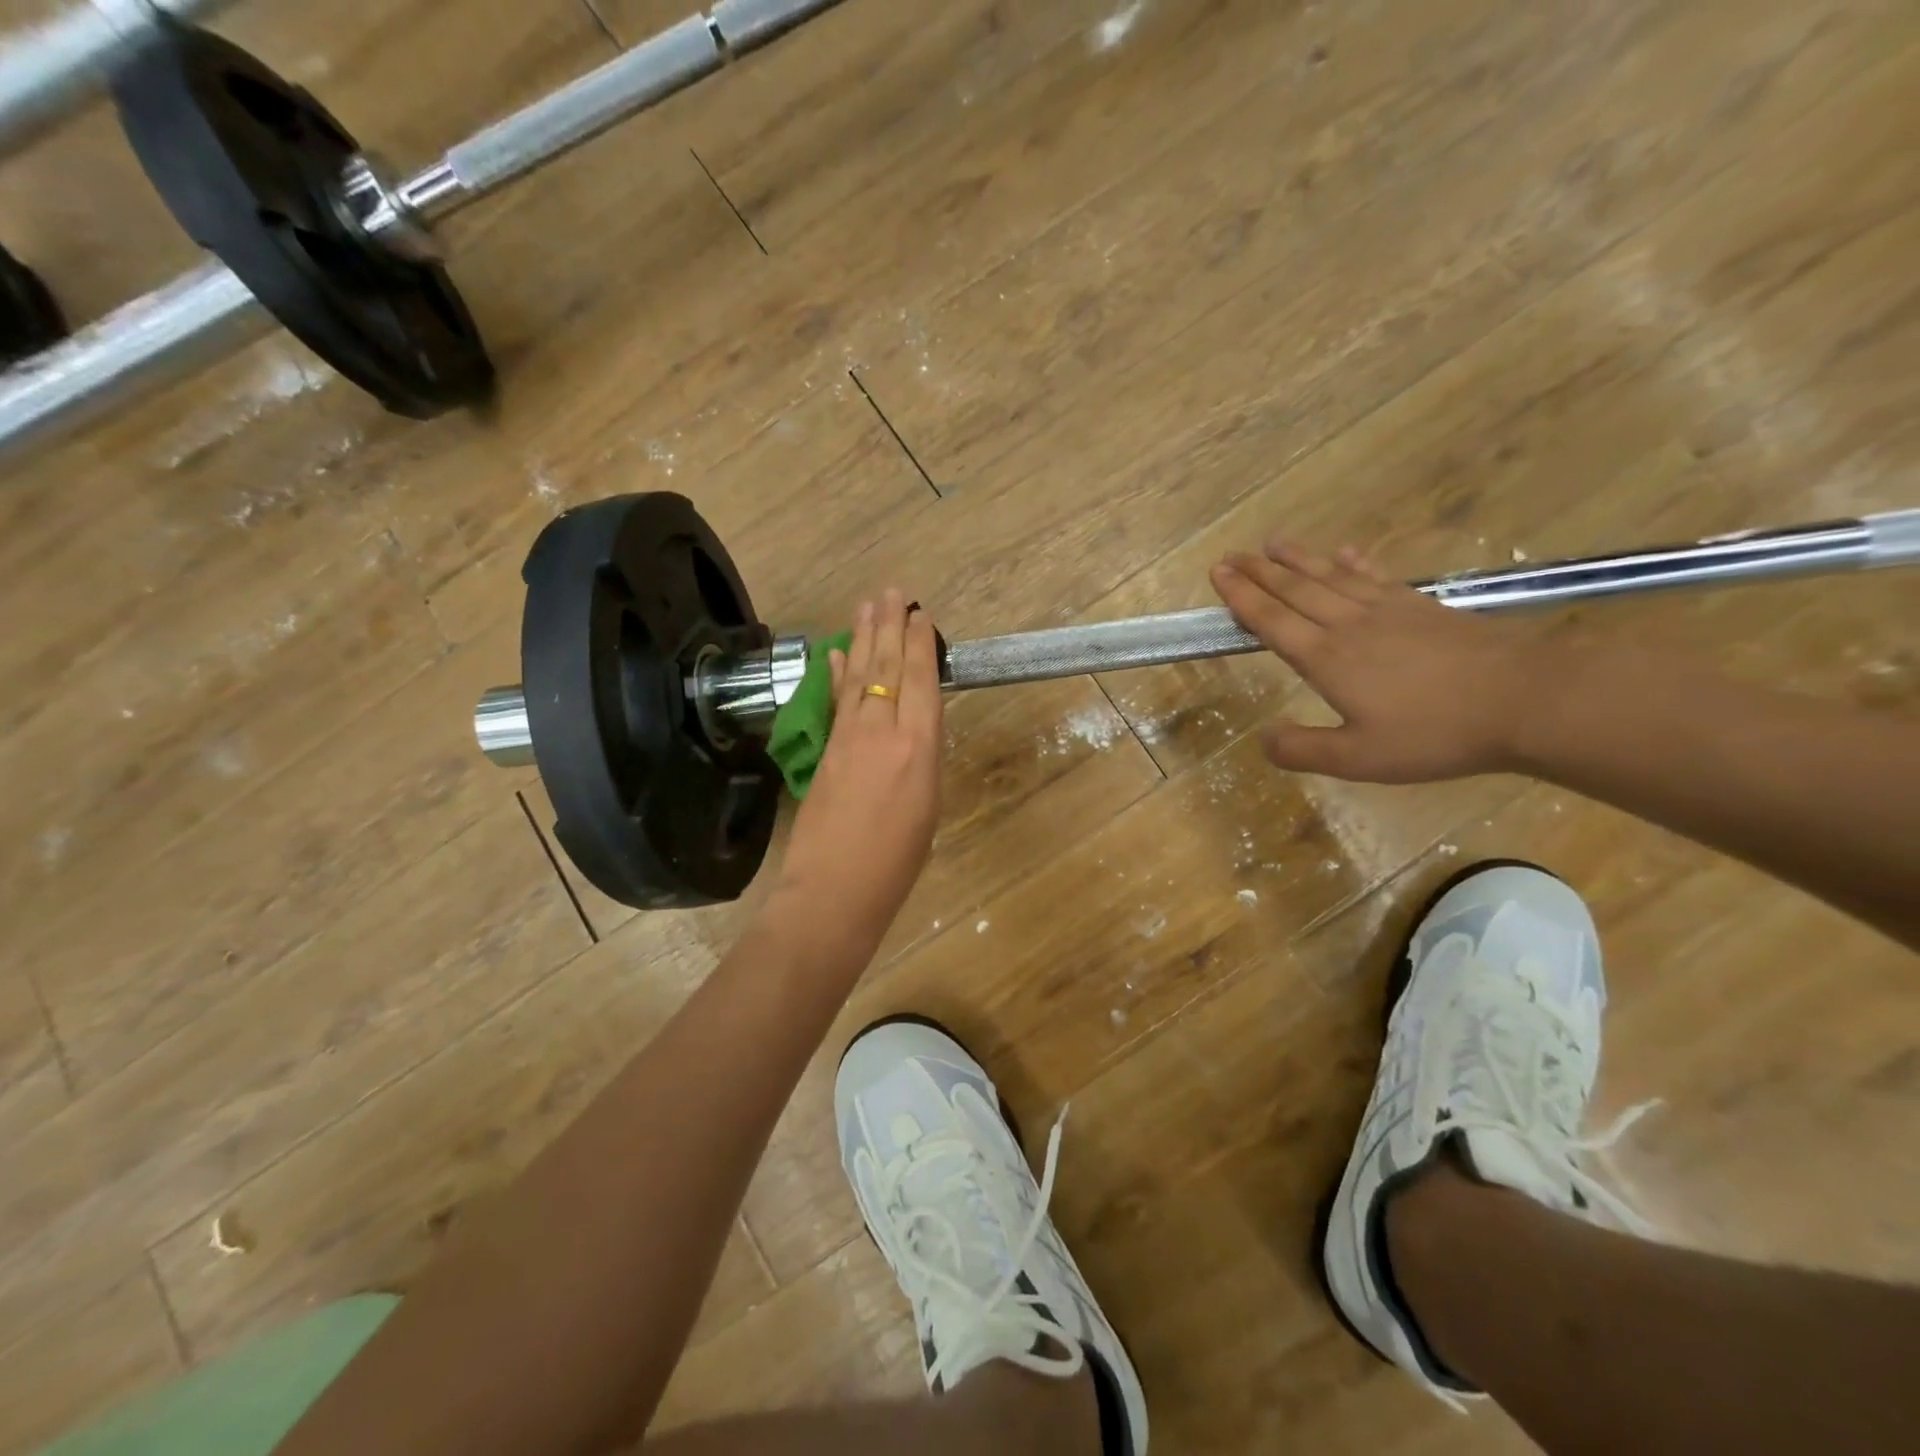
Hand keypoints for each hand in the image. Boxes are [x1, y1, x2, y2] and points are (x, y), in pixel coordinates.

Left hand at [770, 590, 943, 957]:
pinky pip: (834, 702)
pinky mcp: (823, 751)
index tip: (919, 615)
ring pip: (858, 677)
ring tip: (867, 606)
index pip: (920, 681)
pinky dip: (834, 675)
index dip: (919, 645)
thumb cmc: (896, 864)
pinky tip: (834, 655)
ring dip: (862, 639)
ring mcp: (848, 739)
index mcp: (919, 749)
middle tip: (891, 593)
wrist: (834, 891)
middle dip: (889, 628)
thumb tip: (913, 729)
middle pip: (886, 668)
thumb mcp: (928, 809)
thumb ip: (921, 760)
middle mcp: (883, 732)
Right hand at [1210, 539, 1541, 782]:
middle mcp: (1349, 625)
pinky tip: (1345, 552)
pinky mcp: (1422, 607)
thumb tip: (1262, 739)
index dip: (1242, 597)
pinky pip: (1377, 577)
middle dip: (1259, 572)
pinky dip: (1356, 562)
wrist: (1523, 700)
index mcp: (1327, 658)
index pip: (1272, 620)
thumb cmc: (1435, 734)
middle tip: (1231, 554)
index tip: (1217, 573)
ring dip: (1298, 559)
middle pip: (1295, 590)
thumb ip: (1304, 750)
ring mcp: (1388, 610)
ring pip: (1331, 576)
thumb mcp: (1359, 760)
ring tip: (1272, 543)